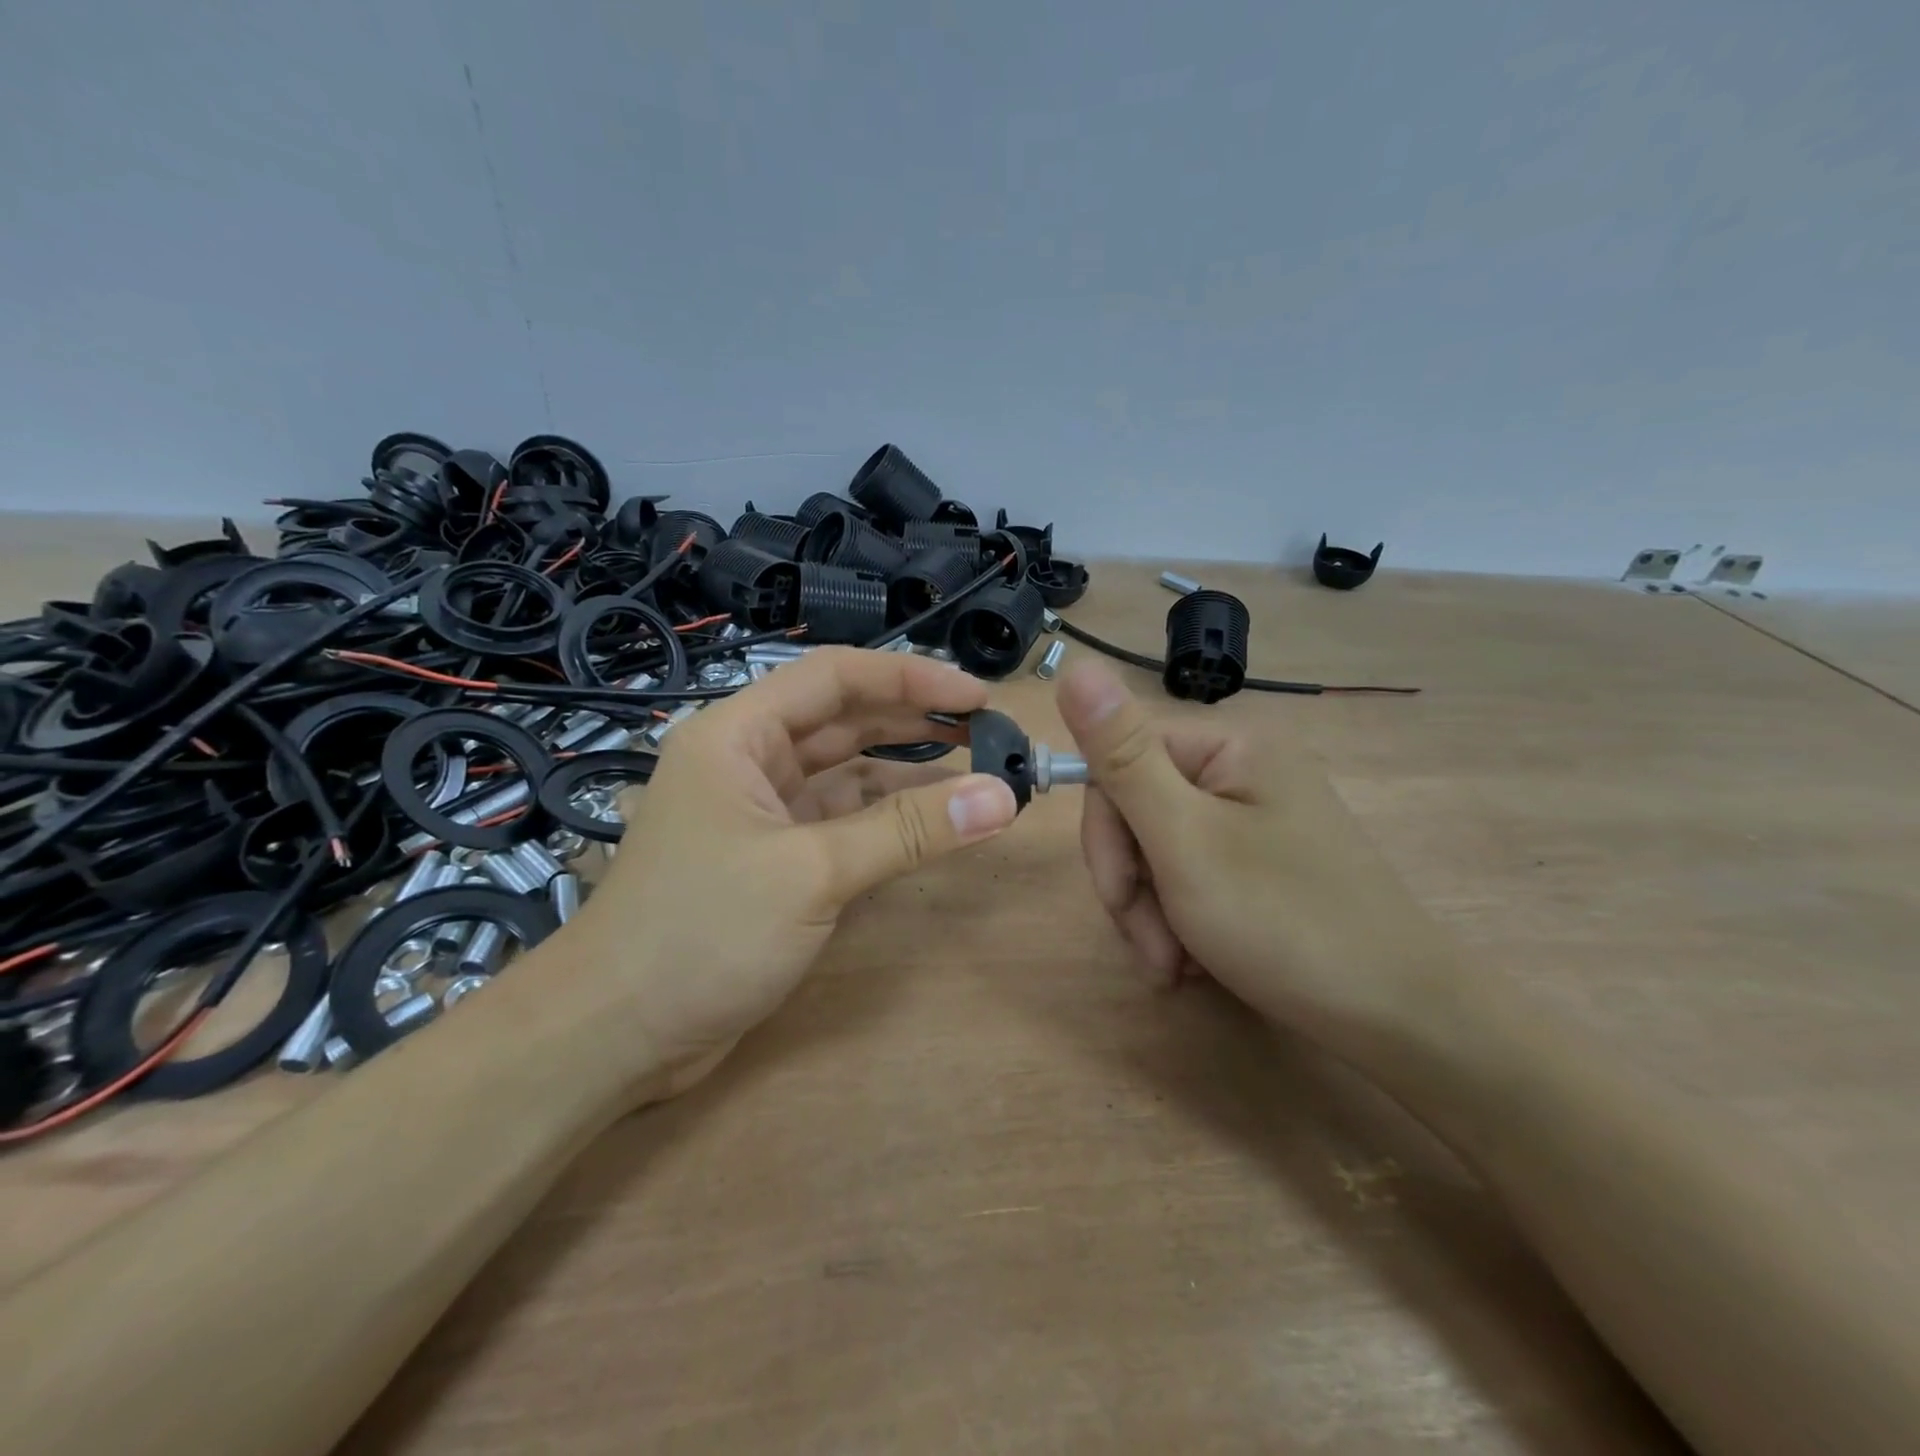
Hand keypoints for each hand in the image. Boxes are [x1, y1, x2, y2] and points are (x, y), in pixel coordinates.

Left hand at [572, 648, 1018, 1089]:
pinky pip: (845, 824)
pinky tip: (936, 823)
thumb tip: (1001, 797)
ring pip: (848, 775)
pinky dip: (890, 821)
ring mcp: (764, 814)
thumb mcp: (810, 873)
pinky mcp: (777, 862)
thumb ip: (907, 832)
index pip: (834, 677)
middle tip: (988, 731)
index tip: (977, 696)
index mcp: (738, 736)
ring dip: (909, 775)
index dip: (910, 678)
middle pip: (844, 721)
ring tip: (977, 772)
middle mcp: (750, 763)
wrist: (613, 1036)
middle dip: (915, 721)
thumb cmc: (700, 932)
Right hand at [1056, 661, 1451, 1056]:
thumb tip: (1075, 666)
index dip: (1105, 833)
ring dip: (1153, 913)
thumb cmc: (1285, 923)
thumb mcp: (1185, 840)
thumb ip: (1123, 757)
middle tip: (1157, 950)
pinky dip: (1180, 921)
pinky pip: (1191, 875)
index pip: (1119, 762)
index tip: (1120, 898)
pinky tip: (1196, 962)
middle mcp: (1245, 771)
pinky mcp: (1263, 862)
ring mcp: (1257, 818)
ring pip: (1158, 851)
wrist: (1403, 1021)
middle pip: (1138, 810)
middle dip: (1134, 887)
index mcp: (1231, 747)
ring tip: (1178, 965)